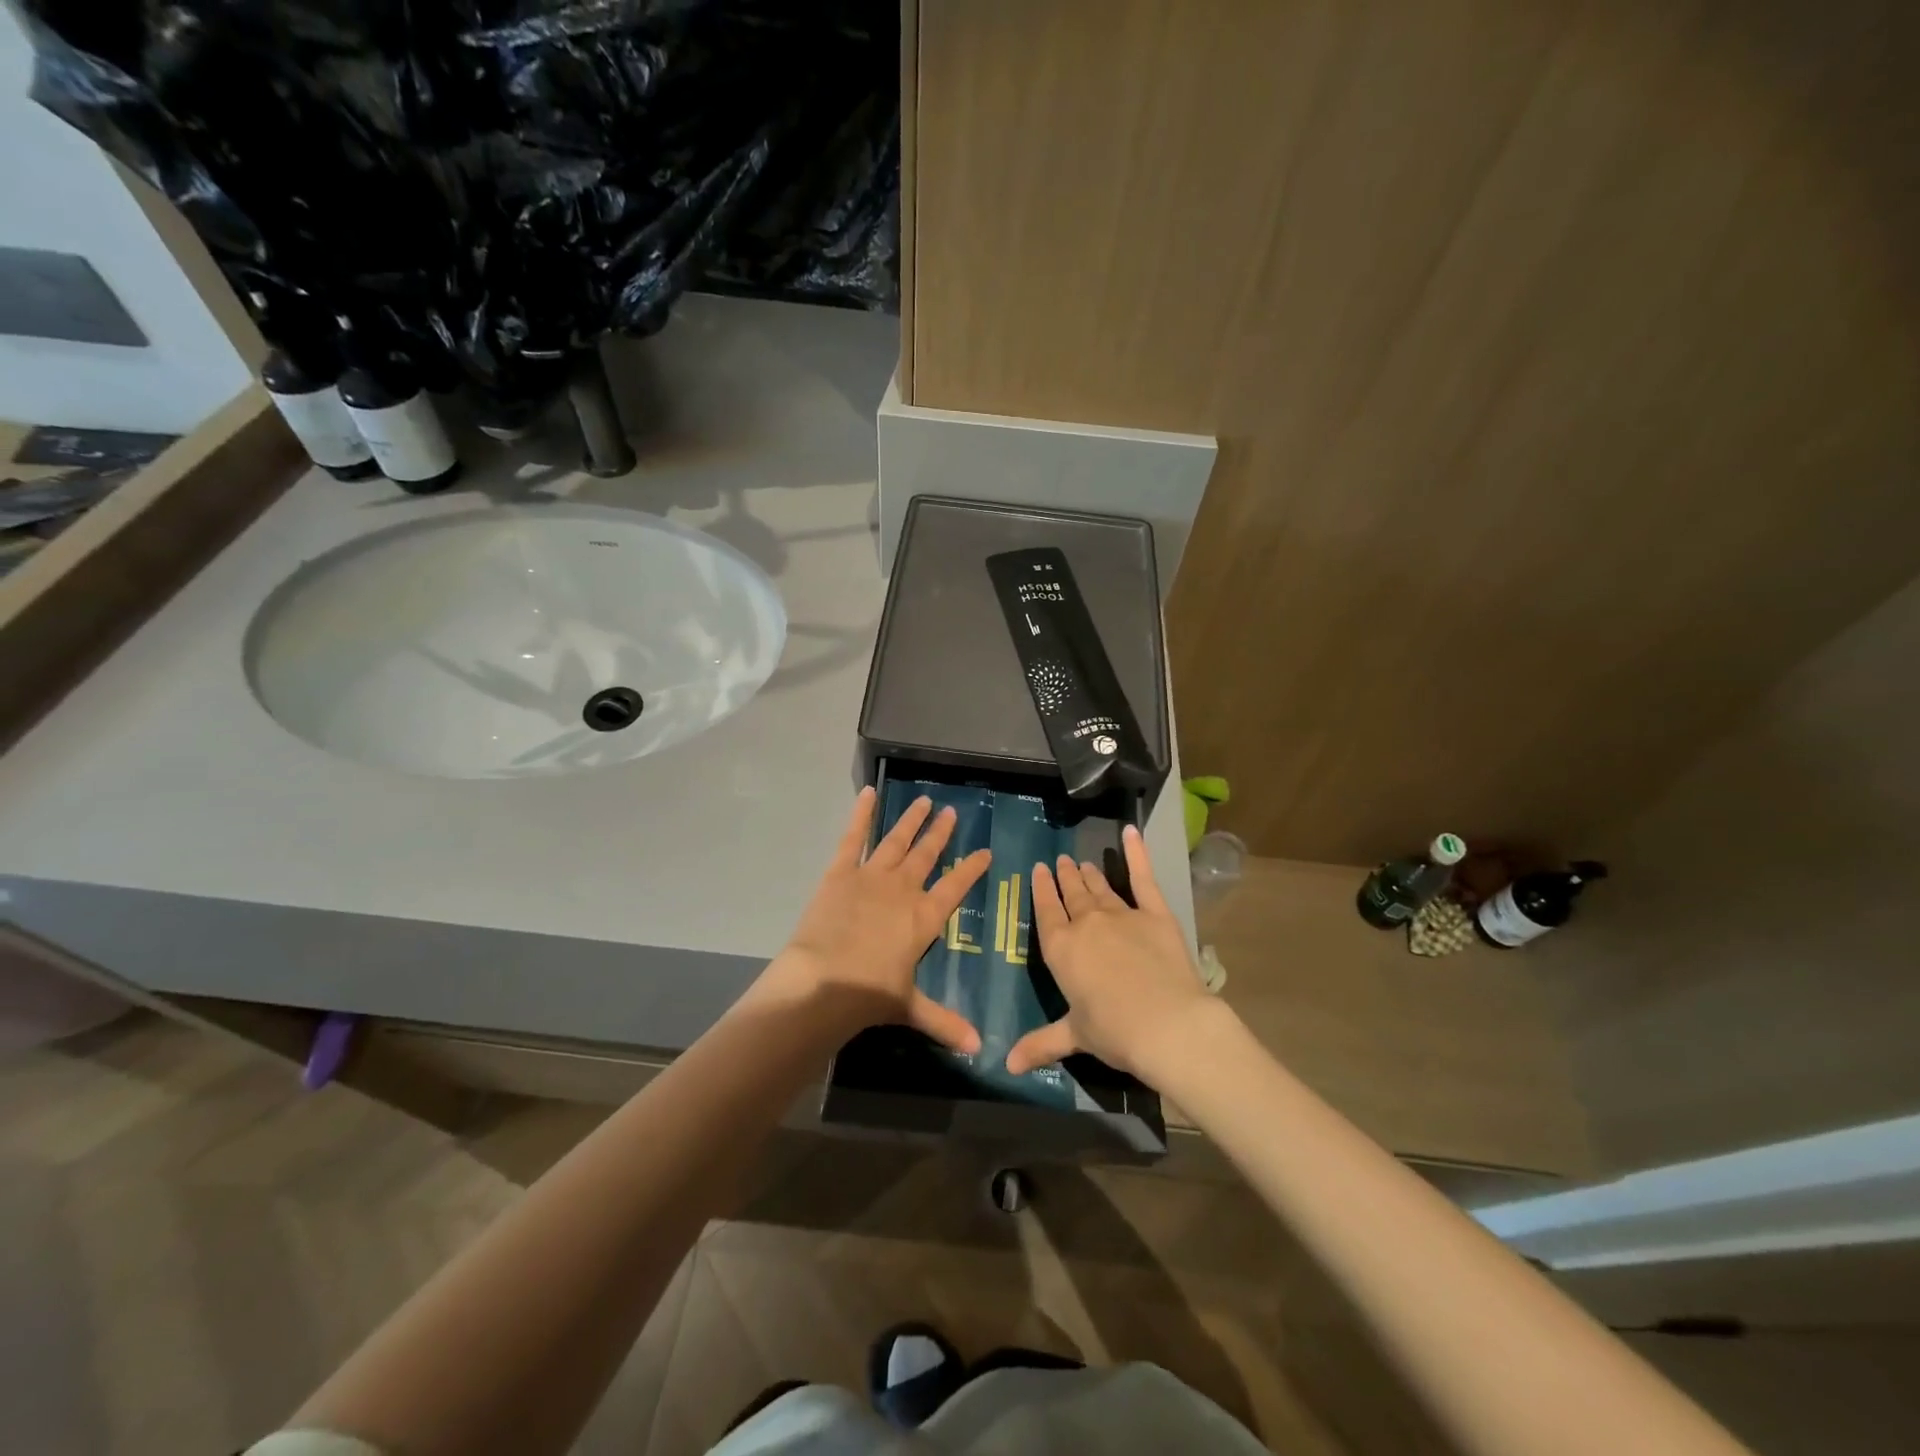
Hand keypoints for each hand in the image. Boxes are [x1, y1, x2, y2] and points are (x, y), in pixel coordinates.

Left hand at [767, 786, 992, 1052]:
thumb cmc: (870, 995)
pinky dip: (861, 815)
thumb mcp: (910, 1008)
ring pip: (897, 841)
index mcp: (925, 917)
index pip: (956, 887)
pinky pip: (854, 838)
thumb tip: (978, 1050)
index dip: (971, 868)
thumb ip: (945, 1022)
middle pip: (928, 856)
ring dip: (912, 821)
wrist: (824, 982)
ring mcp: (872, 876)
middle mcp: (904, 890)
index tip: (985, 851)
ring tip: (925, 802)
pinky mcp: (841, 872)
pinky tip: (868, 794)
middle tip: (952, 812)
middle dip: (941, 834)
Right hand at [1006, 824, 1210, 1079]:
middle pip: (1072, 894)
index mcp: (1061, 949)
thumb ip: (1040, 1043)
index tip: (1040, 870)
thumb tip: (1006, 1067)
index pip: (1046, 911)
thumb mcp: (1073, 1036)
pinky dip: (1137, 853)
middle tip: (1060, 861)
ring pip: (1099, 887)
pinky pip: (1143, 878)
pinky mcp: (1154, 913)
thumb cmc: (1114, 1032)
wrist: (1167, 1024)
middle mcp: (1086, 924)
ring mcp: (1121, 914)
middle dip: (1065, 877)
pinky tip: (1132, 831)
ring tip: (1081, 862)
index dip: (1042, 889)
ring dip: (1089, 874)